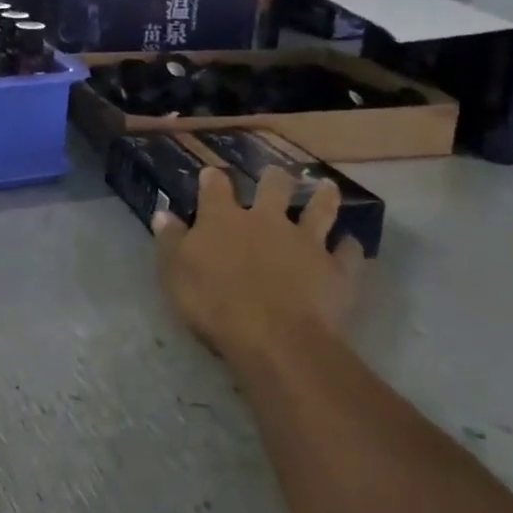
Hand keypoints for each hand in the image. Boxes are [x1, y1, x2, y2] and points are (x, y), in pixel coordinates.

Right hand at [154, 168, 365, 363]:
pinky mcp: (336, 269)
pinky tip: (350, 246)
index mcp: (223, 219)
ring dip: (323, 198)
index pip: (215, 188)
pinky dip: (349, 248)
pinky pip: (348, 252)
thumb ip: (171, 242)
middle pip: (273, 187)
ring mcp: (305, 241)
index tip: (211, 175)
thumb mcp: (176, 274)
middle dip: (274, 178)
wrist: (275, 338)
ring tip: (327, 188)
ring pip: (320, 209)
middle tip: (277, 175)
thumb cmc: (215, 305)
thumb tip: (163, 214)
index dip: (213, 179)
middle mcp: (266, 220)